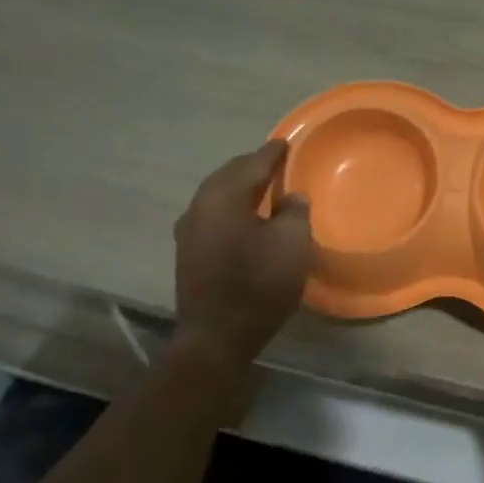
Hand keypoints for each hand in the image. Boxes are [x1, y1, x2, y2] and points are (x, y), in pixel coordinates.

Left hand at [173, 140, 312, 361]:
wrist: (216, 338)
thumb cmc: (258, 285)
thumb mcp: (292, 243)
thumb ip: (295, 211)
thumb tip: (290, 197)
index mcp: (224, 196)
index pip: (252, 163)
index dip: (273, 153)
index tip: (287, 143)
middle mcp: (200, 205)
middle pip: (229, 175)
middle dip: (253, 167)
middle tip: (277, 164)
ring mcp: (189, 230)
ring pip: (218, 195)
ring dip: (240, 189)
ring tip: (264, 190)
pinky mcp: (188, 253)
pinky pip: (213, 215)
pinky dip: (231, 208)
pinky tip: (246, 219)